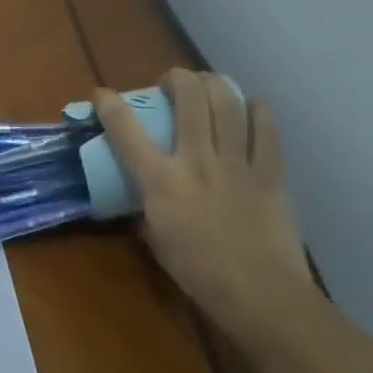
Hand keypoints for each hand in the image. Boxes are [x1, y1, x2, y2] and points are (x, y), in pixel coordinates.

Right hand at [94, 69, 314, 334]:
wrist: (259, 294)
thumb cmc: (196, 272)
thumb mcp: (154, 239)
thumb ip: (146, 209)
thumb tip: (143, 198)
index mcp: (160, 180)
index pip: (126, 129)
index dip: (109, 104)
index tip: (101, 94)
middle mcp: (197, 160)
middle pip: (190, 98)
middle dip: (176, 78)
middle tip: (170, 83)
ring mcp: (237, 163)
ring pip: (228, 104)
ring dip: (215, 84)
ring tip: (208, 84)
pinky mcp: (270, 174)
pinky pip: (266, 131)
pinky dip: (258, 111)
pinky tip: (252, 105)